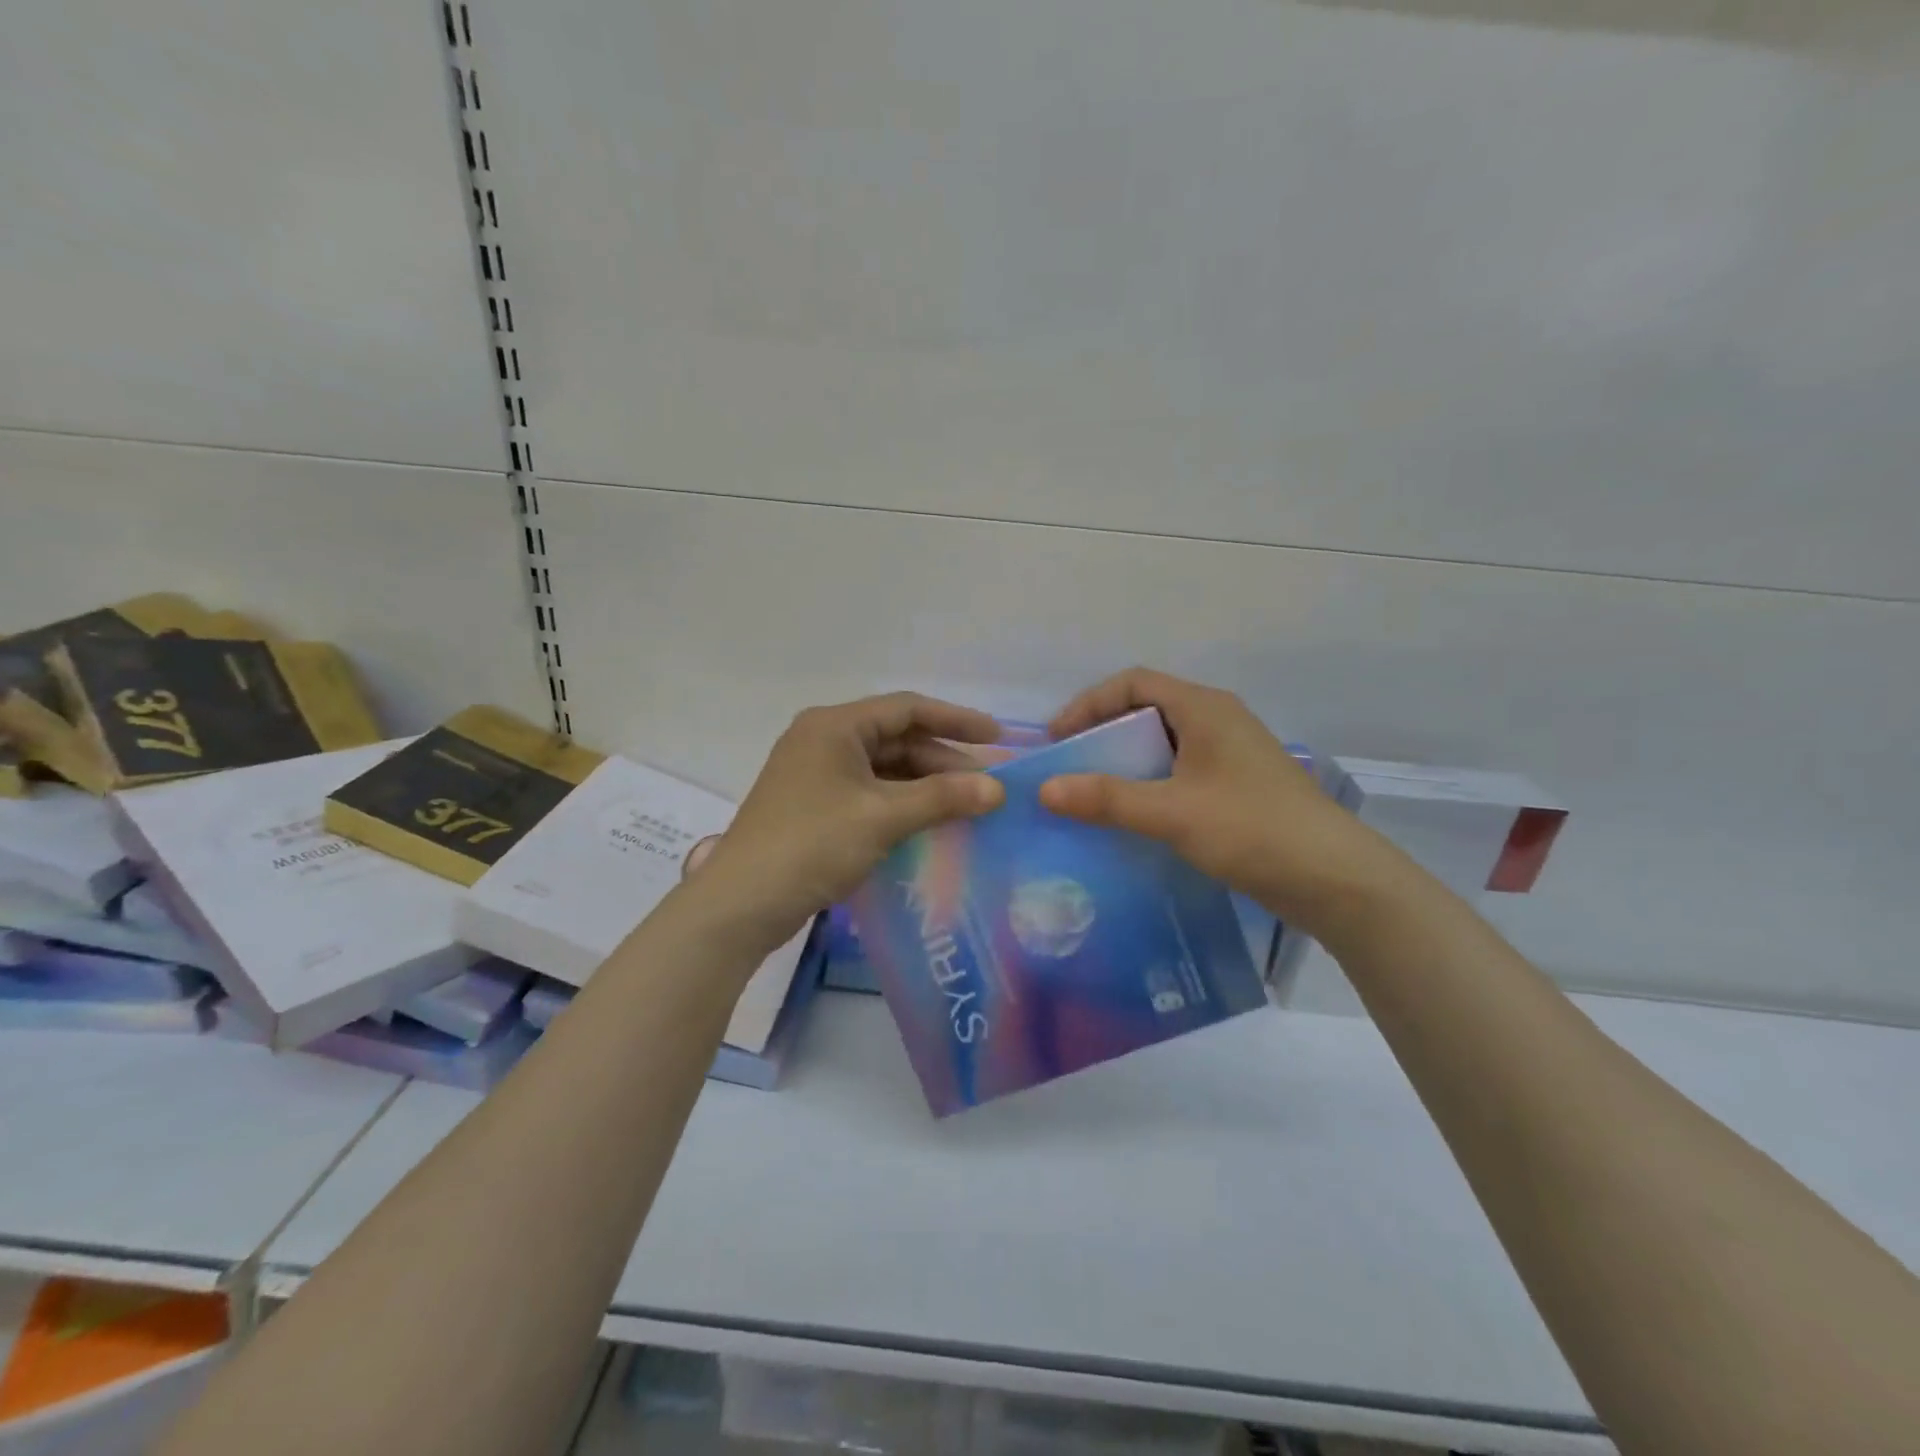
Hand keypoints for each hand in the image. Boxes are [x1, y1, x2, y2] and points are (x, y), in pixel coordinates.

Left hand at [692, 693, 1005, 955]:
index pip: (907, 708)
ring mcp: (815, 774)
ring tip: (966, 806)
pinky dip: (901, 803)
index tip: (997, 737)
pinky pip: (869, 792)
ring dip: (924, 785)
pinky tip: (929, 822)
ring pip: (884, 768)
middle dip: (943, 761)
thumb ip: (942, 798)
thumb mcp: (882, 817)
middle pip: (896, 739)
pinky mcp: (813, 805)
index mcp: (834, 726)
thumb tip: (997, 789)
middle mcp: (823, 740)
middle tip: (987, 786)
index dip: (956, 720)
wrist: (741, 904)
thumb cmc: (812, 845)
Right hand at [1038, 668, 1404, 934]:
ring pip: (1164, 743)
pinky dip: (1150, 784)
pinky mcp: (1238, 786)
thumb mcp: (1172, 812)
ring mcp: (1231, 754)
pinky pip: (1180, 771)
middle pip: (1147, 710)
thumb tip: (1045, 789)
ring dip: (1126, 762)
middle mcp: (1218, 720)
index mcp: (1204, 708)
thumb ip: (1107, 799)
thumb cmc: (1251, 829)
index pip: (1133, 682)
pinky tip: (1134, 816)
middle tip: (1071, 768)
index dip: (1089, 704)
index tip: (1058, 740)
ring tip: (1093, 793)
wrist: (1336, 879)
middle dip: (1103, 734)